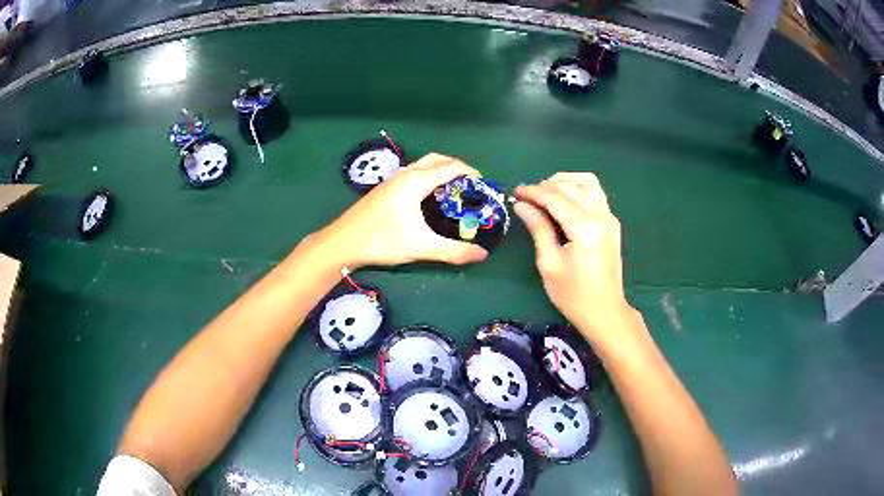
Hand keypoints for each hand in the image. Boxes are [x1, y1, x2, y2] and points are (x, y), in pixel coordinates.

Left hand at [316, 153, 488, 267]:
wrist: (342, 243)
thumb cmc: (382, 240)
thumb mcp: (422, 246)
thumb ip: (454, 251)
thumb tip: (483, 255)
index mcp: (417, 180)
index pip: (451, 166)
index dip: (471, 173)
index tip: (484, 186)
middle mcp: (405, 173)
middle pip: (437, 160)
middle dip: (457, 168)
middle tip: (470, 187)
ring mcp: (392, 180)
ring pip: (422, 165)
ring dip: (440, 171)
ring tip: (452, 191)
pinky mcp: (384, 189)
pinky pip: (412, 173)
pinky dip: (427, 177)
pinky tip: (427, 199)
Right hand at [513, 173, 635, 343]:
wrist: (605, 312)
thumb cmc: (573, 295)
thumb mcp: (549, 264)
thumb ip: (538, 228)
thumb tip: (522, 205)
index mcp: (584, 228)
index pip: (555, 197)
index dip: (533, 192)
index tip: (515, 192)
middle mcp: (601, 216)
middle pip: (571, 186)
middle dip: (545, 185)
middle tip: (526, 196)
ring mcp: (610, 217)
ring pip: (587, 182)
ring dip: (565, 181)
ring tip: (545, 192)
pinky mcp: (612, 223)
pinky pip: (595, 193)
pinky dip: (577, 189)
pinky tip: (564, 200)